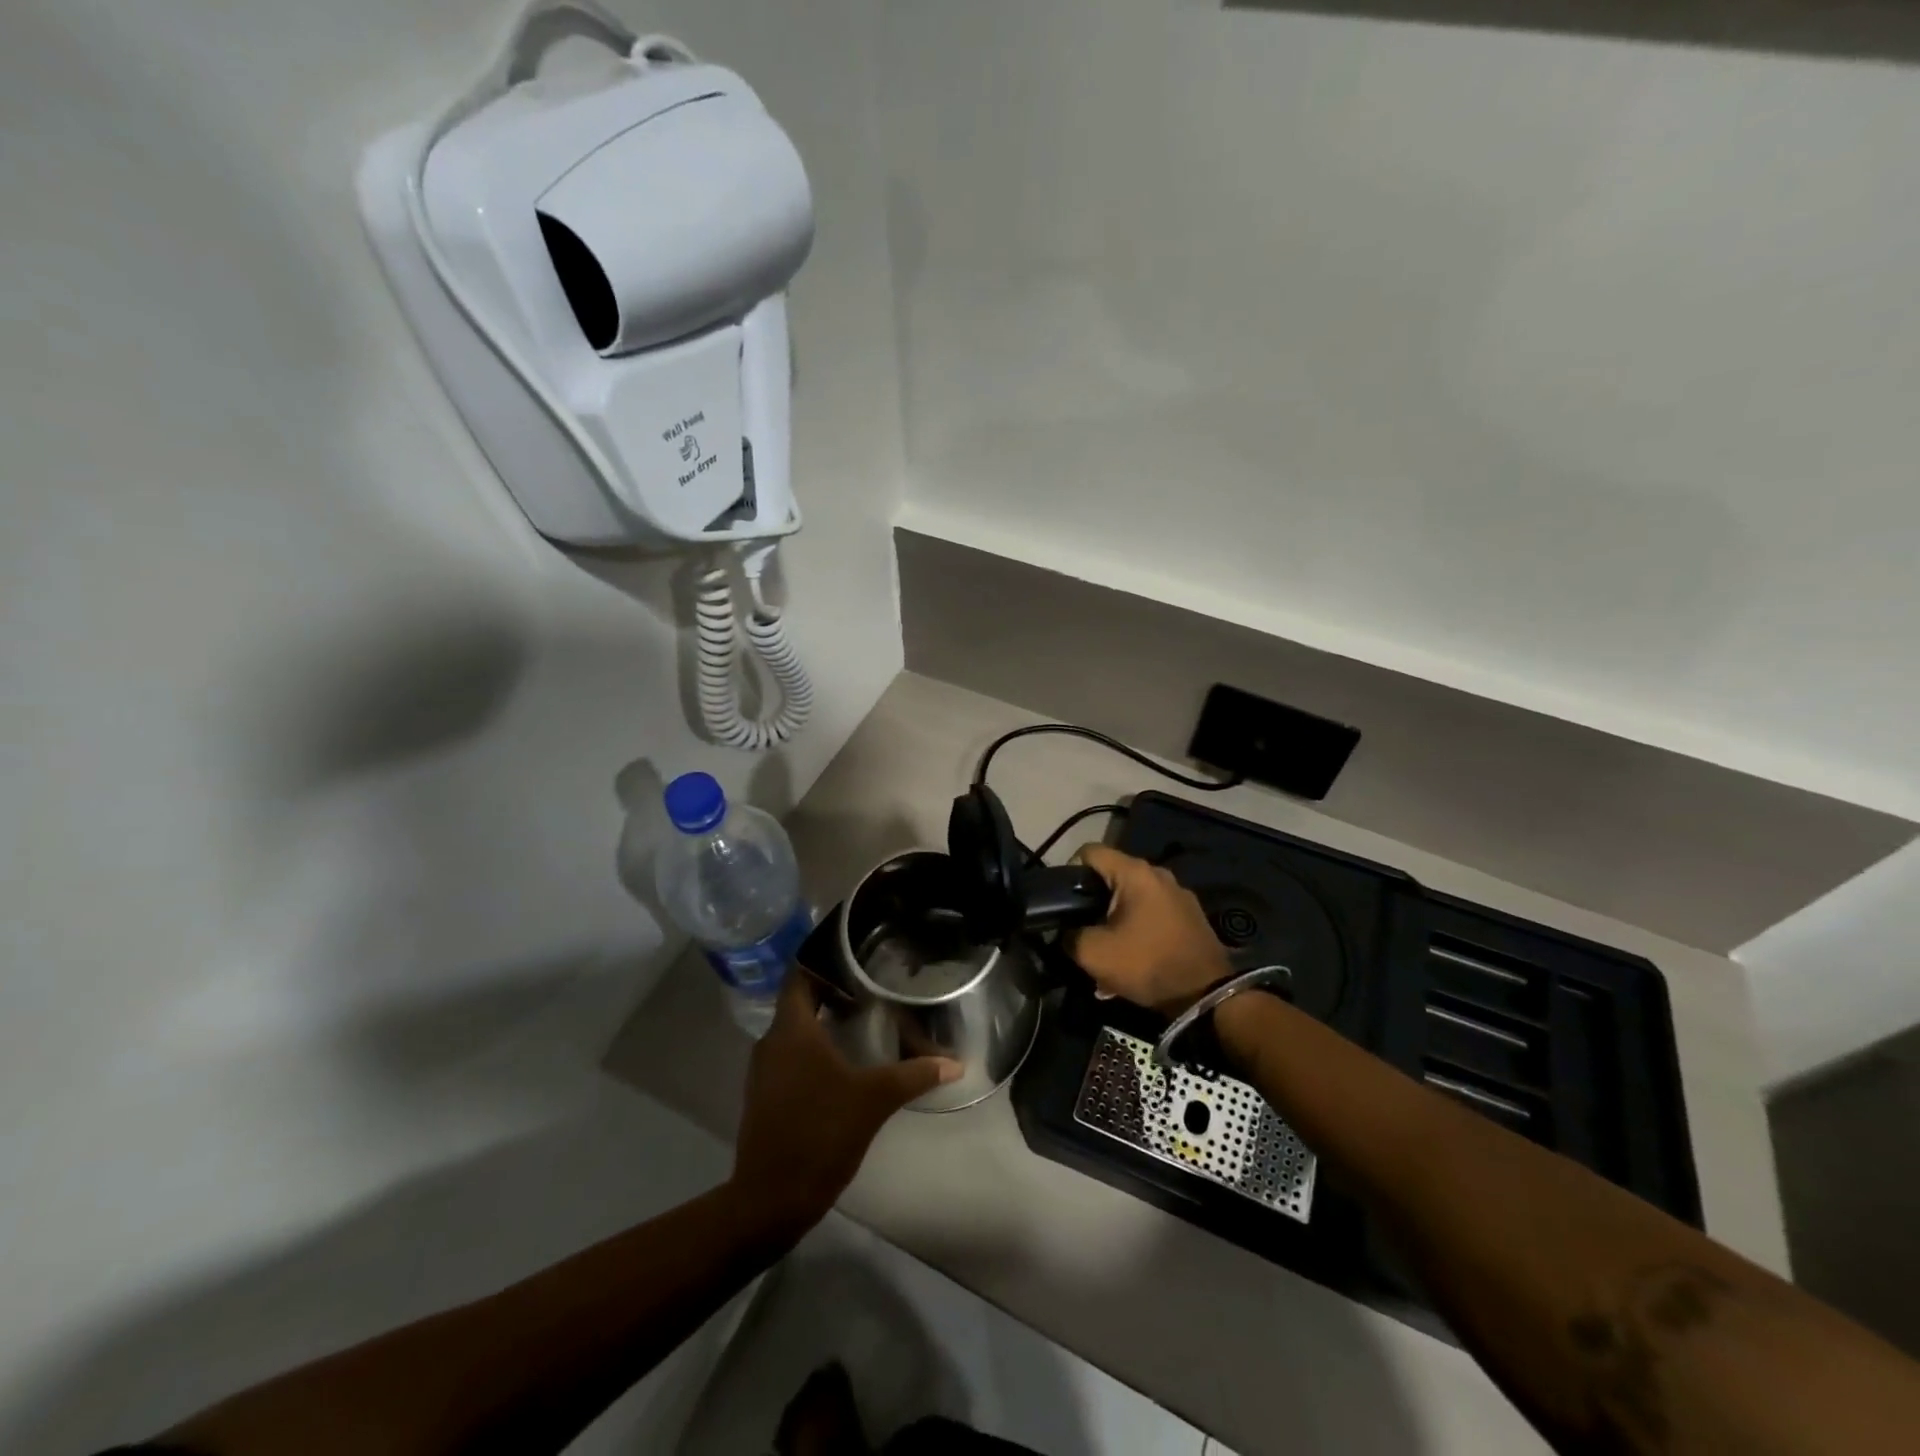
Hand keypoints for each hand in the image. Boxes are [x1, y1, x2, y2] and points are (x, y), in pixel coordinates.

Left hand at [730, 973, 961, 1240]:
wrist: (770, 1200)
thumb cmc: (819, 1134)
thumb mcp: (873, 1100)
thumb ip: (914, 1074)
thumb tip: (956, 1062)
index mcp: (791, 1030)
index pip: (800, 975)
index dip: (824, 960)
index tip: (856, 954)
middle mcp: (772, 1042)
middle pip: (800, 1001)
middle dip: (833, 990)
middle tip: (872, 984)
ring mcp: (765, 1071)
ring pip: (796, 1031)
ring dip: (825, 1021)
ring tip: (864, 1017)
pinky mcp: (767, 1096)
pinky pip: (792, 1056)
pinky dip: (816, 1049)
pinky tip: (846, 1060)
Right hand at [1070, 845, 1231, 1014]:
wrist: (1207, 996)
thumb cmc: (1147, 964)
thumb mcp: (1094, 954)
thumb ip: (1070, 936)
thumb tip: (1067, 932)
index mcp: (1135, 873)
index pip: (1090, 851)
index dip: (1069, 871)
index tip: (1064, 901)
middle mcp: (1158, 874)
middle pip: (1112, 877)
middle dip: (1093, 903)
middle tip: (1082, 931)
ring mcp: (1178, 895)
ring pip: (1132, 899)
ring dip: (1114, 922)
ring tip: (1106, 954)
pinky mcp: (1190, 917)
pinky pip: (1152, 915)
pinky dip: (1136, 931)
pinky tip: (1131, 962)